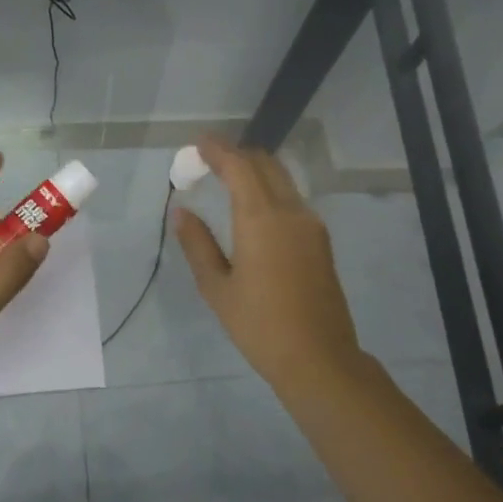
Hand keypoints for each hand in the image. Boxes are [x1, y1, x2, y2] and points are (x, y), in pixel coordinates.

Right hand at [174, 138, 370, 398]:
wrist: (319, 358)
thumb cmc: (259, 325)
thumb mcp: (217, 287)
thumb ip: (197, 244)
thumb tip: (182, 211)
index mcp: (262, 219)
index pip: (239, 167)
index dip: (217, 150)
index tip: (198, 143)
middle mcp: (291, 212)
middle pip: (265, 164)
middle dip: (236, 155)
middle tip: (208, 161)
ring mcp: (311, 224)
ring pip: (282, 179)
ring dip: (255, 171)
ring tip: (227, 181)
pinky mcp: (320, 240)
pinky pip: (292, 199)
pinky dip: (269, 190)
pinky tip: (252, 208)